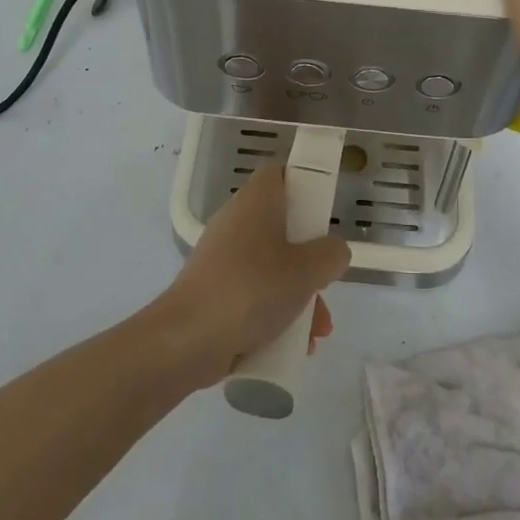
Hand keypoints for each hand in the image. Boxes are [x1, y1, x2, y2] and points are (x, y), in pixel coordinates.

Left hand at [153, 164, 350, 386]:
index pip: (279, 173)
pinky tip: (293, 346)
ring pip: (272, 266)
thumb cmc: (251, 290)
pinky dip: (274, 313)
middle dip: (311, 260)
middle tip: (326, 282)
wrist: (186, 340)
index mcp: (256, 202)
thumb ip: (331, 254)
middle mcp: (237, 223)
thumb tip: (333, 251)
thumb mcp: (307, 270)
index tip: (324, 211)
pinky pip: (254, 294)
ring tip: (316, 332)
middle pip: (283, 227)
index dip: (304, 183)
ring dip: (298, 295)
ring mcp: (222, 259)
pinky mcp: (214, 292)